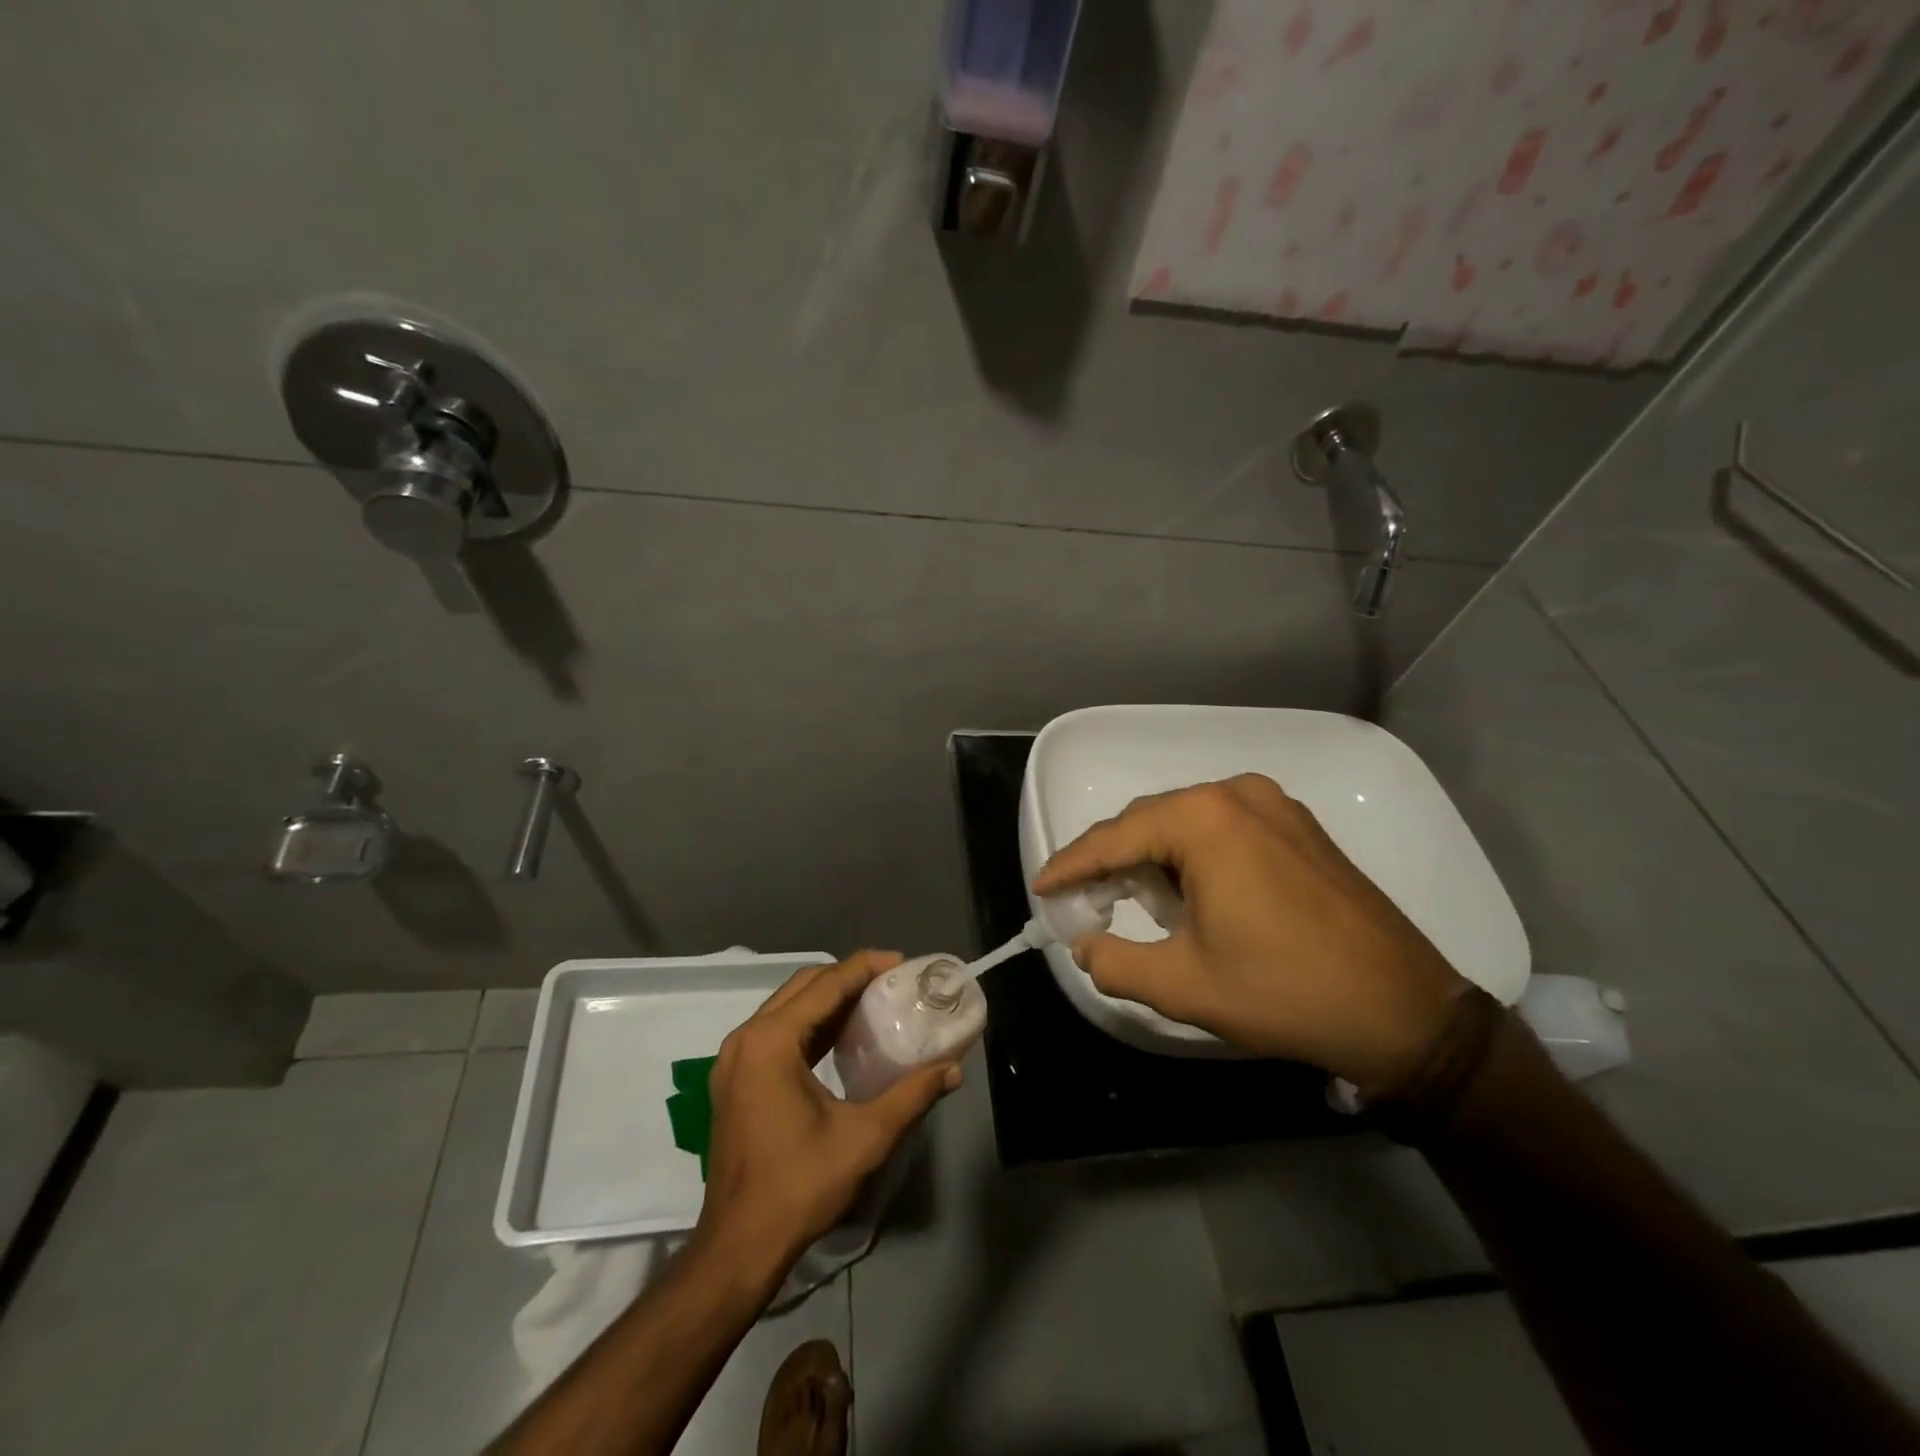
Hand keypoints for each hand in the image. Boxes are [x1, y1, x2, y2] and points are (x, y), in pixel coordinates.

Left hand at [695, 951, 959, 1281]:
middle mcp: (746, 1039)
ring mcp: (734, 1059)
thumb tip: (953, 1069)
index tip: (903, 963)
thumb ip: (912, 1095)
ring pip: (788, 1007)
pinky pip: (776, 1031)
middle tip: (892, 982)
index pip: (825, 984)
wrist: (738, 1246)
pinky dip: (810, 1023)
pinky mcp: (734, 1079)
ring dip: (829, 999)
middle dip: (848, 977)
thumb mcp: (865, 1137)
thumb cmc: (800, 1186)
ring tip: (873, 1002)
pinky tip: (841, 1036)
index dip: (866, 967)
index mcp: (771, 1042)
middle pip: (804, 986)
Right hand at [1032, 775, 1465, 1093]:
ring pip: (1185, 823)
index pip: (1114, 837)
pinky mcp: (1298, 825)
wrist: (1404, 1010)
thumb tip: (1085, 945)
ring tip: (1136, 902)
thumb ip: (1114, 961)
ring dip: (1153, 859)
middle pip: (1148, 822)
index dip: (1071, 865)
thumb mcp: (1184, 984)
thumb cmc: (1285, 991)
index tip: (1041, 887)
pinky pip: (1223, 827)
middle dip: (1111, 861)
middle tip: (1084, 901)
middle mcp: (1236, 794)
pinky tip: (1191, 893)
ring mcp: (1274, 804)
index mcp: (1204, 820)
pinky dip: (1193, 855)